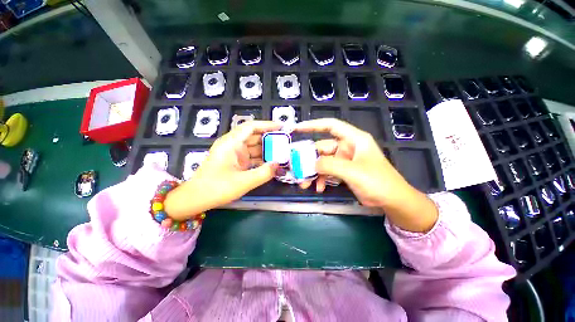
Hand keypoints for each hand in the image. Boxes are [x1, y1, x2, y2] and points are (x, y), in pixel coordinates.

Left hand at [164, 121, 280, 220]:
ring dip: (267, 150)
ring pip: (255, 147)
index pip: (251, 127)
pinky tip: (273, 163)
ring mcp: (235, 154)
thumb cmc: (216, 188)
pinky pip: (252, 157)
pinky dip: (262, 159)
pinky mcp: (237, 162)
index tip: (282, 127)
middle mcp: (233, 145)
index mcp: (231, 143)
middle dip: (270, 138)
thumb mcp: (243, 182)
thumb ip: (264, 173)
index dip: (267, 125)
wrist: (196, 199)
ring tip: (283, 152)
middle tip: (286, 142)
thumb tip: (279, 165)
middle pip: (255, 136)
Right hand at [295, 118, 437, 232]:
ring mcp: (345, 160)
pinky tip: (318, 188)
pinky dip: (321, 179)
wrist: (392, 201)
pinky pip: (328, 171)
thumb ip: (329, 165)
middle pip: (323, 148)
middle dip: (310, 159)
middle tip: (298, 170)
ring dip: (314, 172)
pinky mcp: (344, 171)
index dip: (313, 125)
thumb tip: (312, 164)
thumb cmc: (377, 181)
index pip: (330, 125)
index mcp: (353, 139)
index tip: (297, 129)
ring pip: (323, 162)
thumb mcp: (352, 171)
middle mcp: (347, 147)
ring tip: (305, 184)